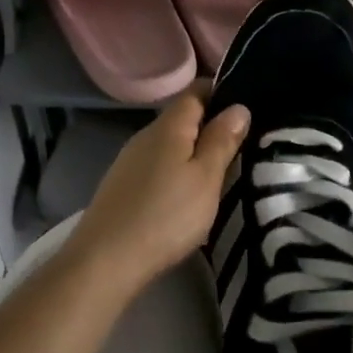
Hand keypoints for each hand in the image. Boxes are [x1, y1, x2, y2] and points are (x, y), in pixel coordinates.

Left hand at [70, 90, 249, 293]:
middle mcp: (145, 135)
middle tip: (242, 145)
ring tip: (219, 172)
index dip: (221, 92)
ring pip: (169, 144)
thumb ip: (222, 140)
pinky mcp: (122, 185)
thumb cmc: (166, 215)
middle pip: (182, 117)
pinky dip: (175, 171)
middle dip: (210, 125)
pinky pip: (157, 165)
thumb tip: (238, 106)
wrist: (105, 260)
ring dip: (193, 151)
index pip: (196, 91)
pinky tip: (185, 194)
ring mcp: (129, 161)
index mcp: (168, 126)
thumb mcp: (205, 178)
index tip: (246, 107)